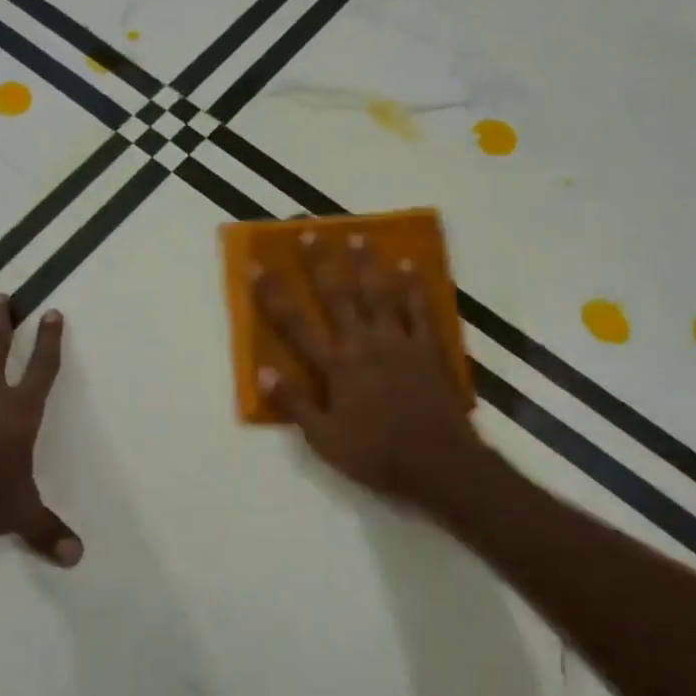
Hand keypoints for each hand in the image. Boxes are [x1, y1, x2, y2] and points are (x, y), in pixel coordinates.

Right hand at [254, 230, 487, 507]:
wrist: (438, 464)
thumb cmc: (376, 455)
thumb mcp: (323, 440)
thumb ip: (294, 404)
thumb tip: (263, 371)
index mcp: (335, 366)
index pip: (295, 324)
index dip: (273, 294)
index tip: (257, 265)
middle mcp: (364, 344)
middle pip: (338, 295)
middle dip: (320, 262)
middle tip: (310, 231)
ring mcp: (399, 343)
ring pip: (380, 293)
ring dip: (367, 264)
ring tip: (358, 236)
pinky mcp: (429, 349)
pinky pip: (421, 310)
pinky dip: (415, 287)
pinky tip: (411, 265)